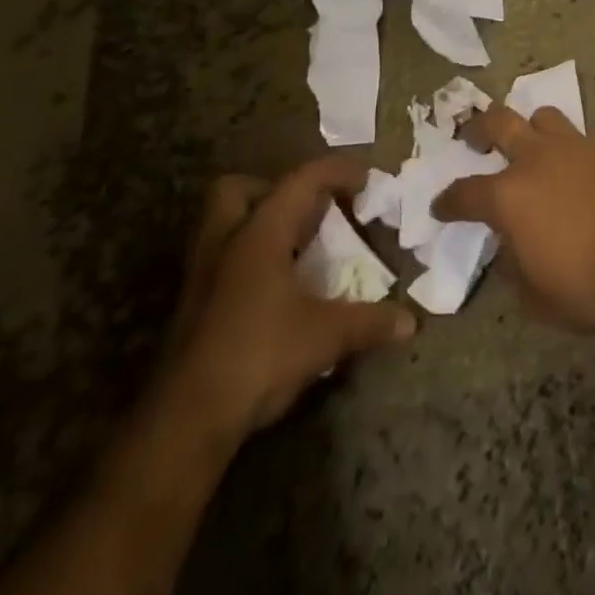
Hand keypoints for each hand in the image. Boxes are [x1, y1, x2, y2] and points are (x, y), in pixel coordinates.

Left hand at [160, 160, 415, 445]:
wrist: (184, 422)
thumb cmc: (258, 358)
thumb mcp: (326, 337)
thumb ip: (370, 322)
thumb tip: (411, 322)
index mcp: (259, 234)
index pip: (301, 180)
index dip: (337, 171)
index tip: (367, 178)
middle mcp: (226, 243)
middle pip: (238, 189)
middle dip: (274, 189)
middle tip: (309, 210)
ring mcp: (202, 276)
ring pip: (224, 224)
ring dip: (258, 224)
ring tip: (297, 246)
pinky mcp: (193, 308)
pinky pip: (222, 259)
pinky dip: (250, 260)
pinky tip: (276, 288)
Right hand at [431, 106, 594, 337]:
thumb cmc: (587, 288)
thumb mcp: (534, 296)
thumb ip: (514, 264)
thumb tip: (511, 247)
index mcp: (509, 195)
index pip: (464, 192)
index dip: (449, 200)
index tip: (442, 207)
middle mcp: (538, 159)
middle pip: (499, 122)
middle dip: (481, 127)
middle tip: (477, 138)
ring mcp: (578, 147)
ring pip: (545, 117)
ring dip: (534, 129)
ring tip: (536, 147)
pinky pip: (586, 142)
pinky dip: (576, 155)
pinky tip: (585, 175)